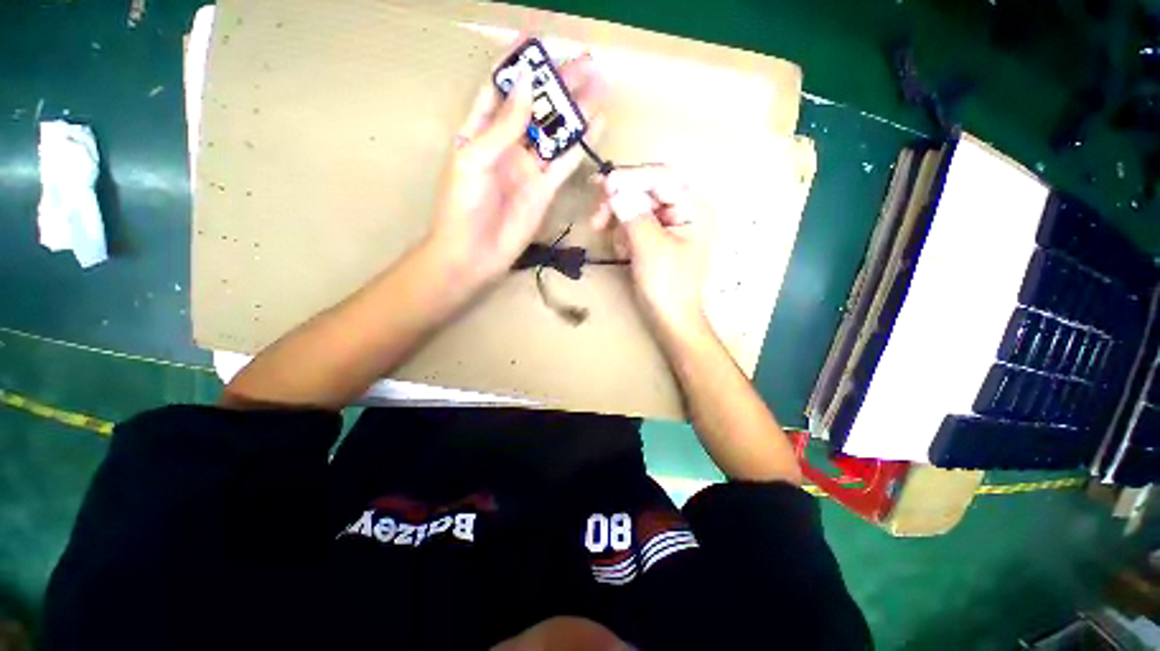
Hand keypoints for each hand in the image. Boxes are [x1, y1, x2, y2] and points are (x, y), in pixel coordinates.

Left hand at [426, 46, 606, 290]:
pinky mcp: (545, 189)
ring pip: (556, 133)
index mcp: (481, 131)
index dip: (518, 65)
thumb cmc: (462, 206)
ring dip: (576, 111)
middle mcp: (508, 145)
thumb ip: (503, 126)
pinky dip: (580, 145)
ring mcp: (529, 168)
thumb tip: (527, 86)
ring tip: (599, 85)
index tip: (537, 40)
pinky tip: (596, 124)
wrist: (475, 252)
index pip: (500, 89)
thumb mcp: (474, 160)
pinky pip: (565, 163)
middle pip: (536, 108)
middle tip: (585, 61)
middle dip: (558, 84)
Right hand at [591, 164, 713, 341]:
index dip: (631, 177)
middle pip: (644, 189)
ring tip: (620, 249)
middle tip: (596, 219)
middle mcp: (680, 210)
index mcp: (692, 208)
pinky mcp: (653, 236)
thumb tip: (614, 188)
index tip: (604, 186)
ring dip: (619, 223)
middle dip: (619, 203)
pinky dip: (622, 235)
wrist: (670, 318)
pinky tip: (624, 253)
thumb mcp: (650, 248)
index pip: (661, 176)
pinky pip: (631, 223)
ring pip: (633, 206)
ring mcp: (666, 223)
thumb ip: (634, 215)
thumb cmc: (667, 286)